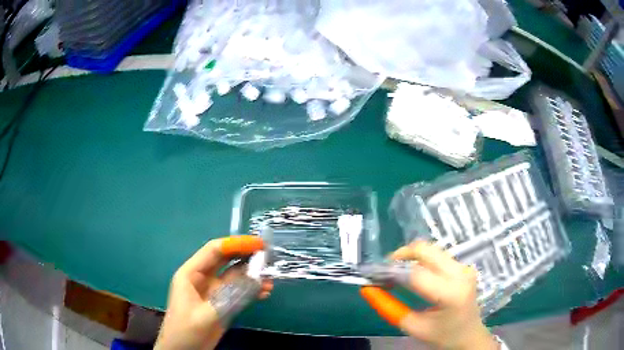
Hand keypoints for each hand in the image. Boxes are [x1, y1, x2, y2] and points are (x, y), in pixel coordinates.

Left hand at [155, 236, 272, 349]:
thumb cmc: (185, 331)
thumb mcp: (206, 314)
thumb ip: (229, 297)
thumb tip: (255, 278)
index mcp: (191, 274)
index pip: (214, 250)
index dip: (236, 244)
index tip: (259, 243)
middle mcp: (202, 278)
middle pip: (226, 259)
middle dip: (246, 255)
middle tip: (269, 255)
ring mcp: (212, 291)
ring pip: (234, 276)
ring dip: (251, 275)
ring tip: (270, 279)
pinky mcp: (221, 303)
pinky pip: (238, 291)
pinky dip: (251, 290)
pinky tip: (264, 292)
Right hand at [361, 241, 497, 349]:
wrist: (469, 336)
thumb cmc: (442, 336)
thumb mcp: (412, 327)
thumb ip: (388, 308)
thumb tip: (367, 289)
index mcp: (450, 293)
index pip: (416, 274)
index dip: (392, 271)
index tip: (375, 276)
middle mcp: (460, 274)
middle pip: (426, 250)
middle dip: (401, 255)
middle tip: (386, 269)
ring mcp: (465, 267)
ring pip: (431, 250)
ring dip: (411, 257)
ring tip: (398, 273)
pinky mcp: (464, 266)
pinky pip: (438, 255)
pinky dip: (422, 260)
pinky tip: (415, 274)